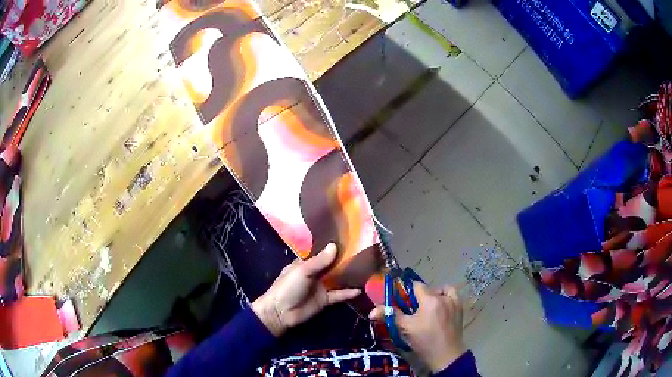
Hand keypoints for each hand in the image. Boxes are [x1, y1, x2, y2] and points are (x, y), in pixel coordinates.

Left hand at [251, 243, 360, 336]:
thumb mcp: (302, 271)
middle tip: (363, 253)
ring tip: (366, 269)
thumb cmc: (288, 287)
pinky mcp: (325, 300)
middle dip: (345, 261)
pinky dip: (348, 293)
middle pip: (332, 265)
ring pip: (337, 279)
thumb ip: (319, 260)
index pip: (321, 252)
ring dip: (349, 276)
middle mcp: (315, 273)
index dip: (332, 247)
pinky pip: (339, 295)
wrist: (281, 313)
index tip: (349, 239)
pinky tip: (359, 289)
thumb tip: (334, 245)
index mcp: (305, 263)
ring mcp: (321, 287)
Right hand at [369, 282, 466, 372]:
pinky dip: (446, 296)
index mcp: (429, 300)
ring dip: (434, 295)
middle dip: (419, 296)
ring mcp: (454, 302)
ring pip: (441, 290)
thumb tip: (372, 311)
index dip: (407, 291)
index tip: (402, 300)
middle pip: (428, 289)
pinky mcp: (460, 308)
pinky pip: (453, 295)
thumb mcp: (405, 328)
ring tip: (428, 307)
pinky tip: (441, 306)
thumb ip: (390, 315)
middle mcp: (443, 297)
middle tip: (413, 309)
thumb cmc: (424, 341)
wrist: (445, 355)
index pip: (416, 285)